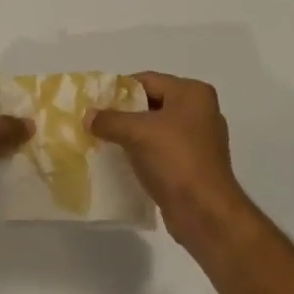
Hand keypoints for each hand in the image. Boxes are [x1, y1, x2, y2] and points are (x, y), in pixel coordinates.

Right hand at [90, 72, 254, 250]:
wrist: (205, 213)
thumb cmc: (175, 160)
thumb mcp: (137, 133)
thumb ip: (110, 120)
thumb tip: (88, 116)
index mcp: (193, 93)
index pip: (147, 80)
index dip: (119, 89)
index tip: (95, 102)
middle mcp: (200, 111)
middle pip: (152, 103)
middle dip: (124, 113)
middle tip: (96, 121)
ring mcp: (199, 139)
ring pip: (156, 128)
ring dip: (132, 135)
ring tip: (104, 141)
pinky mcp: (194, 164)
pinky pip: (162, 150)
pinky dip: (143, 152)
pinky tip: (122, 161)